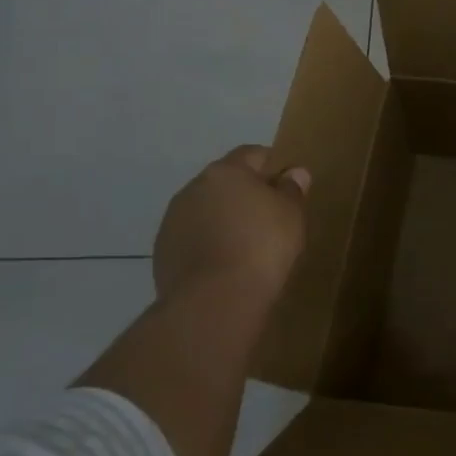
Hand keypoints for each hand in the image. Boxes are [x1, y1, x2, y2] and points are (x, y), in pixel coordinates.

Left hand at [153, 145, 310, 310]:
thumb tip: (293, 173)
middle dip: (245, 194)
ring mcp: (173, 221)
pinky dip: (207, 244)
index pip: (252, 154)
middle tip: (269, 216)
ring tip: (246, 245)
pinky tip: (225, 265)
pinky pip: (192, 239)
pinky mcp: (162, 253)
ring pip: (205, 211)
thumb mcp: (291, 214)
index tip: (287, 185)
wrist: (214, 301)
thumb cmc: (262, 246)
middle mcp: (193, 189)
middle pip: (225, 182)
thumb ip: (292, 189)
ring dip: (223, 219)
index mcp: (225, 172)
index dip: (272, 165)